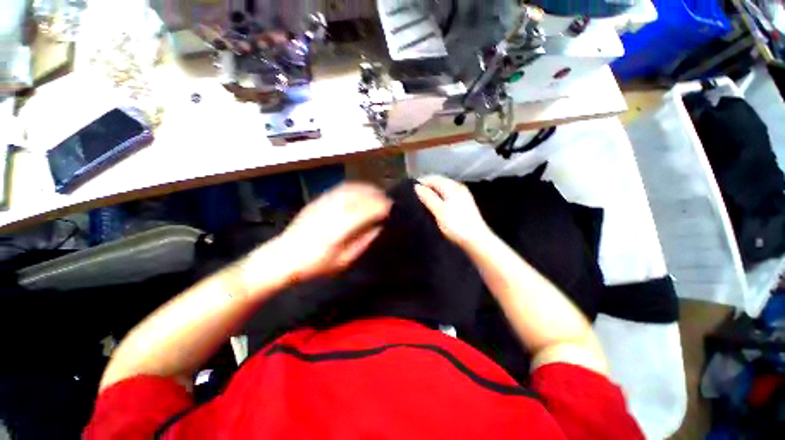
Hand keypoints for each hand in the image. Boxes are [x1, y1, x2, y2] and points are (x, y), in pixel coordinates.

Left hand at [267, 182, 391, 281]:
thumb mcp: (342, 261)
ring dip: (365, 188)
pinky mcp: (317, 202)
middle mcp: (332, 212)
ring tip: (376, 191)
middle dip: (375, 195)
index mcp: (340, 229)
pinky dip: (352, 187)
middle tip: (386, 199)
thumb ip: (362, 242)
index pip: (366, 211)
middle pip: (359, 197)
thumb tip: (377, 228)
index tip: (390, 207)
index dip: (380, 207)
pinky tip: (358, 190)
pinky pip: (338, 190)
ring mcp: (323, 205)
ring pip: (349, 190)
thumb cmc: (315, 264)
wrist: (282, 257)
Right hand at [414, 175, 491, 247]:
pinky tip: (433, 207)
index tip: (409, 191)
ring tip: (421, 202)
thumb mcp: (439, 211)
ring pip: (443, 190)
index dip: (421, 182)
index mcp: (452, 187)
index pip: (433, 178)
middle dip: (426, 188)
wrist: (477, 240)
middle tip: (414, 197)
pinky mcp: (463, 205)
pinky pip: (447, 197)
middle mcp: (458, 188)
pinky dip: (438, 199)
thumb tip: (417, 187)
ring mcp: (462, 196)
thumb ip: (428, 197)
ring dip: (432, 194)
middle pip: (438, 183)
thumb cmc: (456, 225)